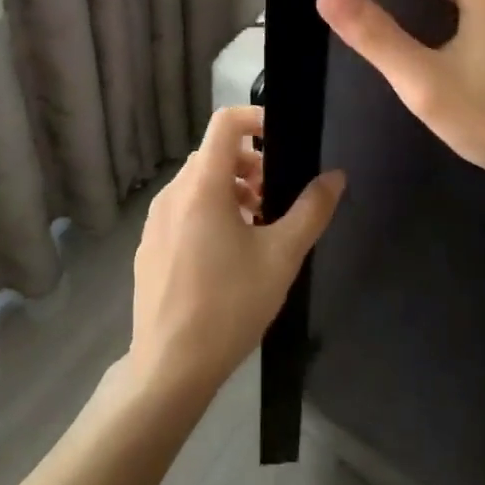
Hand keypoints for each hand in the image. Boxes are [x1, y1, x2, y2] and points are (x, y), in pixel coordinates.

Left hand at [127, 106, 344, 403]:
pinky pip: (181, 209)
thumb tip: (335, 176)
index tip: (282, 140)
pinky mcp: (149, 245)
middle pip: (213, 154)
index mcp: (202, 185)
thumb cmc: (230, 305)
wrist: (169, 366)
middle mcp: (173, 192)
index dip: (255, 118)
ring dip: (229, 189)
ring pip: (197, 183)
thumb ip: (311, 211)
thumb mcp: (281, 257)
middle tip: (274, 198)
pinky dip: (207, 211)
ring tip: (255, 227)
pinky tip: (225, 255)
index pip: (224, 122)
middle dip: (249, 163)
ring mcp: (155, 220)